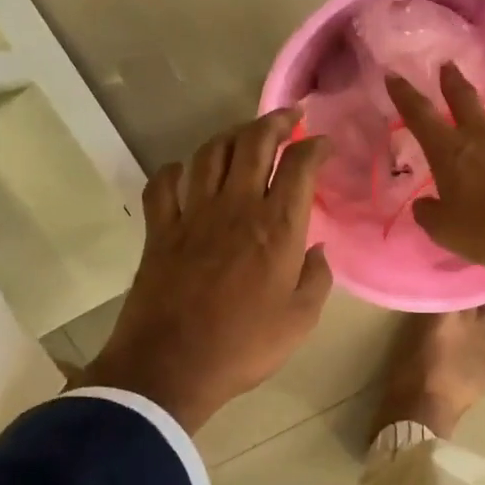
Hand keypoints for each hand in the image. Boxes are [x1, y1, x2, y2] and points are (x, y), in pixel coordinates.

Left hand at [83, 109, 332, 433]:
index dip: (315, 146)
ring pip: (210, 153)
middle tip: (289, 117)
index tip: (324, 144)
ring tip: (245, 136)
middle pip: (254, 143)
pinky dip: (176, 171)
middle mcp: (236, 207)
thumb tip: (318, 249)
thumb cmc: (244, 346)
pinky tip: (186, 172)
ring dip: (231, 136)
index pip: (299, 165)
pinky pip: (164, 185)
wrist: (171, 368)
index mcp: (276, 227)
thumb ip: (316, 278)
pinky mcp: (160, 230)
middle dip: (275, 121)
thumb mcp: (301, 320)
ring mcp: (193, 214)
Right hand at [387, 63, 484, 282]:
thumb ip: (428, 213)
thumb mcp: (444, 231)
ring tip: (484, 136)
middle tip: (447, 66)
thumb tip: (423, 204)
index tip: (393, 75)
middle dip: (451, 80)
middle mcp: (482, 136)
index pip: (419, 114)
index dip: (404, 94)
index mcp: (450, 151)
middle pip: (463, 98)